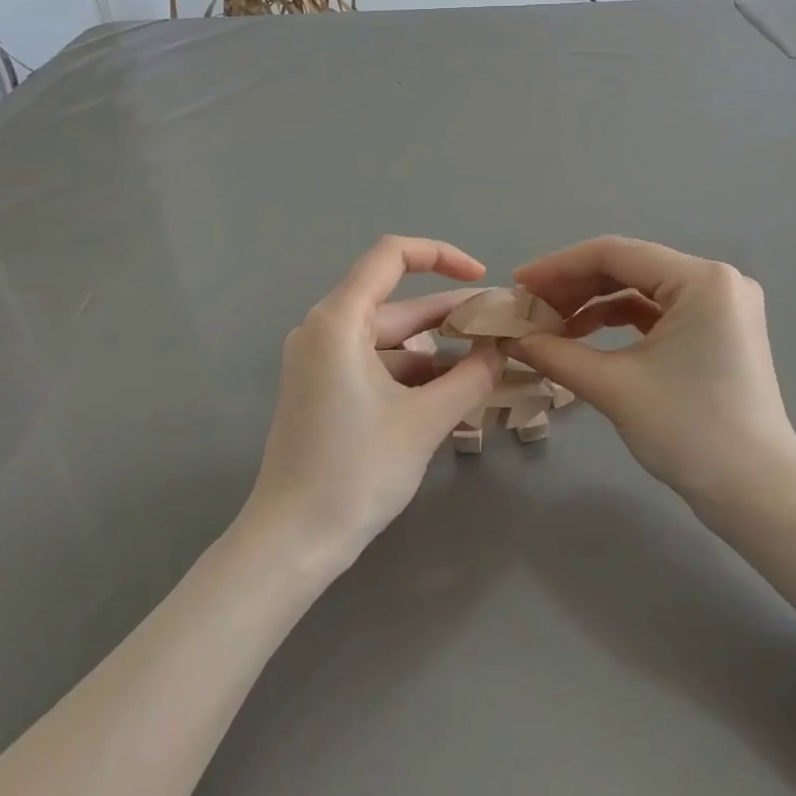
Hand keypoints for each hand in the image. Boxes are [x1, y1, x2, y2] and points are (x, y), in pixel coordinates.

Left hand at [245, 236, 504, 568]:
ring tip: (488, 364)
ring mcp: (320, 362)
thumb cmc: (356, 471)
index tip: (483, 281)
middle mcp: (323, 330)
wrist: (293, 540)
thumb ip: (471, 377)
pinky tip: (452, 393)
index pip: (391, 256)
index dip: (441, 256)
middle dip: (450, 314)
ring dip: (436, 350)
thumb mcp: (424, 421)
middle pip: (395, 303)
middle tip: (502, 329)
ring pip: (389, 339)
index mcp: (338, 321)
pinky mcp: (323, 391)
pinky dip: (413, 374)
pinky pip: (375, 366)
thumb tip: (500, 350)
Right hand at [508, 237, 795, 514]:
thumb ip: (556, 355)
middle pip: (628, 268)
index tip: (517, 285)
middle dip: (573, 287)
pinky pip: (658, 313)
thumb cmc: (689, 432)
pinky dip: (619, 323)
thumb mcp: (615, 387)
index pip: (615, 254)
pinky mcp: (718, 333)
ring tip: (549, 327)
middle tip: (528, 308)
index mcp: (701, 280)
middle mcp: (717, 281)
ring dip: (593, 305)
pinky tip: (584, 338)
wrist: (757, 495)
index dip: (558, 267)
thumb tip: (512, 339)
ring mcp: (721, 307)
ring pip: (641, 291)